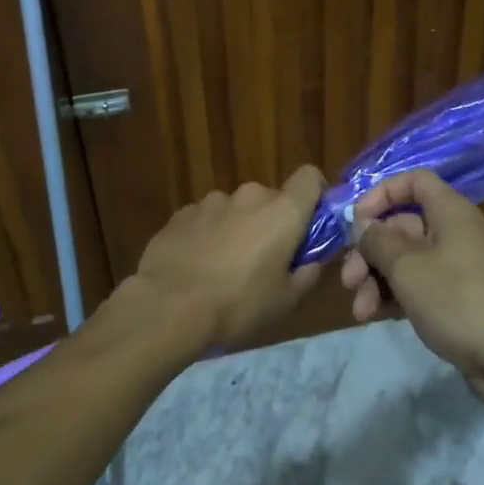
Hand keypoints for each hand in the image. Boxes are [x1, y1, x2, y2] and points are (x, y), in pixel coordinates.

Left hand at [129, 166, 326, 348]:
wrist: (169, 307)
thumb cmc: (238, 305)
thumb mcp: (285, 301)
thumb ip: (306, 274)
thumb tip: (310, 261)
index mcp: (282, 212)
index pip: (310, 177)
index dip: (315, 194)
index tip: (310, 222)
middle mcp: (249, 195)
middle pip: (271, 200)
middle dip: (271, 223)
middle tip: (264, 261)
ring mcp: (212, 201)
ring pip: (236, 210)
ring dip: (237, 229)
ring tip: (223, 268)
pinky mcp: (182, 213)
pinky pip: (206, 219)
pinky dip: (208, 236)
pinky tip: (196, 267)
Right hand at [339, 169, 483, 403]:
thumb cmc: (457, 298)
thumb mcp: (407, 267)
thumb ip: (378, 241)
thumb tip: (363, 226)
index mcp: (448, 211)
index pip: (413, 182)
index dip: (382, 194)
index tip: (357, 220)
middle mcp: (451, 232)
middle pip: (400, 226)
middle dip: (369, 251)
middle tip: (348, 280)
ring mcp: (454, 267)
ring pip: (404, 260)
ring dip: (376, 279)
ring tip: (360, 310)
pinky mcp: (454, 299)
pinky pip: (415, 286)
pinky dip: (393, 296)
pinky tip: (373, 316)